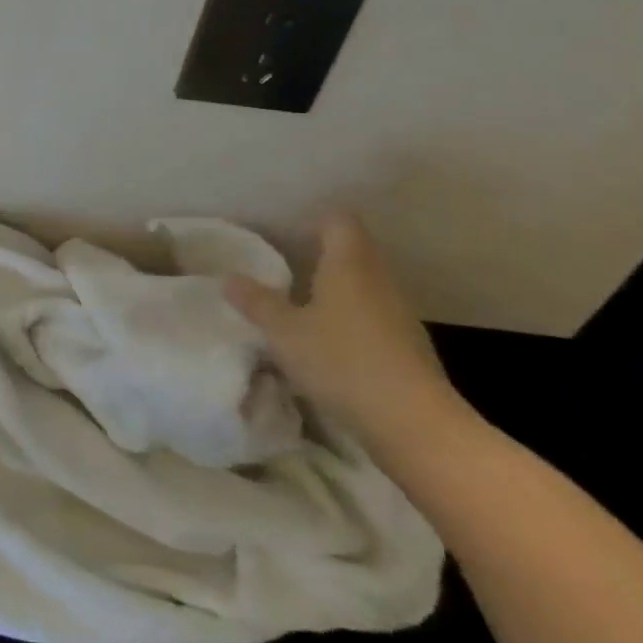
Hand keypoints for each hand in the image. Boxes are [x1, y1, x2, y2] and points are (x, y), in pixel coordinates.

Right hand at [223, 212, 473, 460]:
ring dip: (338, 286)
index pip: (339, 222)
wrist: (413, 423)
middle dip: (323, 252)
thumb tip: (230, 278)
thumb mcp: (284, 332)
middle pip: (355, 250)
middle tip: (287, 262)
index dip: (316, 219)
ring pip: (365, 284)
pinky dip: (352, 316)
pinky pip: (374, 314)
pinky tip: (330, 338)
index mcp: (348, 265)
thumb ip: (257, 302)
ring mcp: (398, 313)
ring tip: (303, 300)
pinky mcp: (408, 344)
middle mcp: (378, 279)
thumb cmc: (341, 362)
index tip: (290, 229)